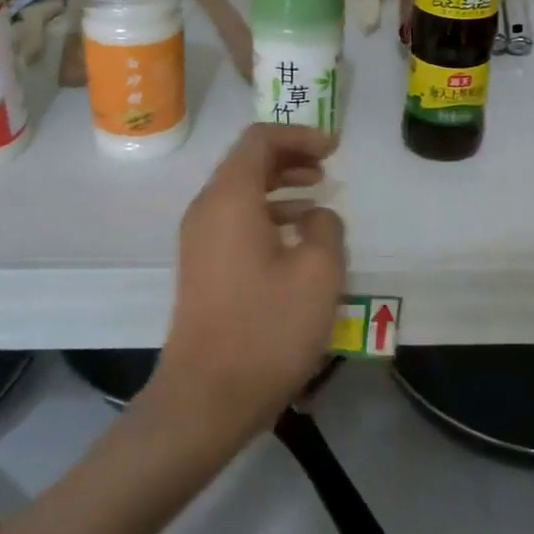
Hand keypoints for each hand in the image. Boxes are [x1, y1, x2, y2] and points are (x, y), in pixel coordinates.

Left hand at [147, 124, 345, 454]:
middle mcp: (207, 210)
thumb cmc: (267, 329)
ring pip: (241, 192)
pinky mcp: (202, 267)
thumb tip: (317, 216)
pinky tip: (298, 238)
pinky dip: (267, 213)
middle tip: (328, 167)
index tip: (334, 149)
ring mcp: (199, 240)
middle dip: (290, 157)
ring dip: (280, 186)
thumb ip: (327, 228)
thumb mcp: (318, 273)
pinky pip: (235, 220)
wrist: (206, 398)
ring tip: (319, 197)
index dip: (299, 135)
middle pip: (247, 162)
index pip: (259, 140)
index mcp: (230, 198)